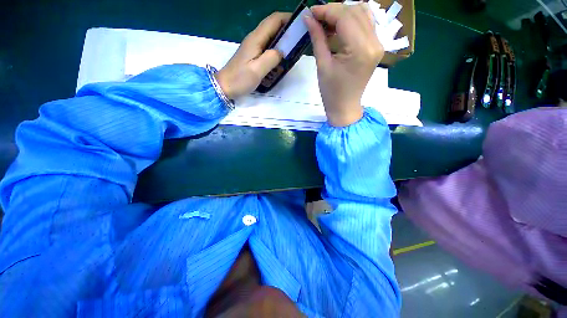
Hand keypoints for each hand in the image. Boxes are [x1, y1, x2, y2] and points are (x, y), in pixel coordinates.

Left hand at [216, 12, 291, 99]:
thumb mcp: (257, 70)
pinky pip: (267, 45)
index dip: (288, 18)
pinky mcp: (252, 54)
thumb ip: (271, 58)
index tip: (300, 25)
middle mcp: (254, 38)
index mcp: (256, 39)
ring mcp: (253, 46)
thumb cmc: (240, 79)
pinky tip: (281, 56)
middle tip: (299, 38)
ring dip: (282, 38)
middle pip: (272, 25)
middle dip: (287, 27)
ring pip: (270, 35)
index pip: (274, 20)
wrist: (225, 86)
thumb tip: (282, 51)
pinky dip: (276, 47)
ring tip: (294, 46)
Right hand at [305, 3, 383, 126]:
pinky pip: (366, 24)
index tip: (310, 13)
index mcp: (360, 49)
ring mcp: (378, 44)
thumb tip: (309, 18)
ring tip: (327, 23)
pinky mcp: (376, 47)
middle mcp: (374, 42)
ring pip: (363, 13)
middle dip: (334, 10)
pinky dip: (352, 20)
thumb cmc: (331, 93)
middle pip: (355, 11)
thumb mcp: (322, 66)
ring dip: (343, 13)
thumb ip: (318, 38)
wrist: (345, 107)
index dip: (326, 10)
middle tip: (317, 19)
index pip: (344, 16)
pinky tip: (339, 27)